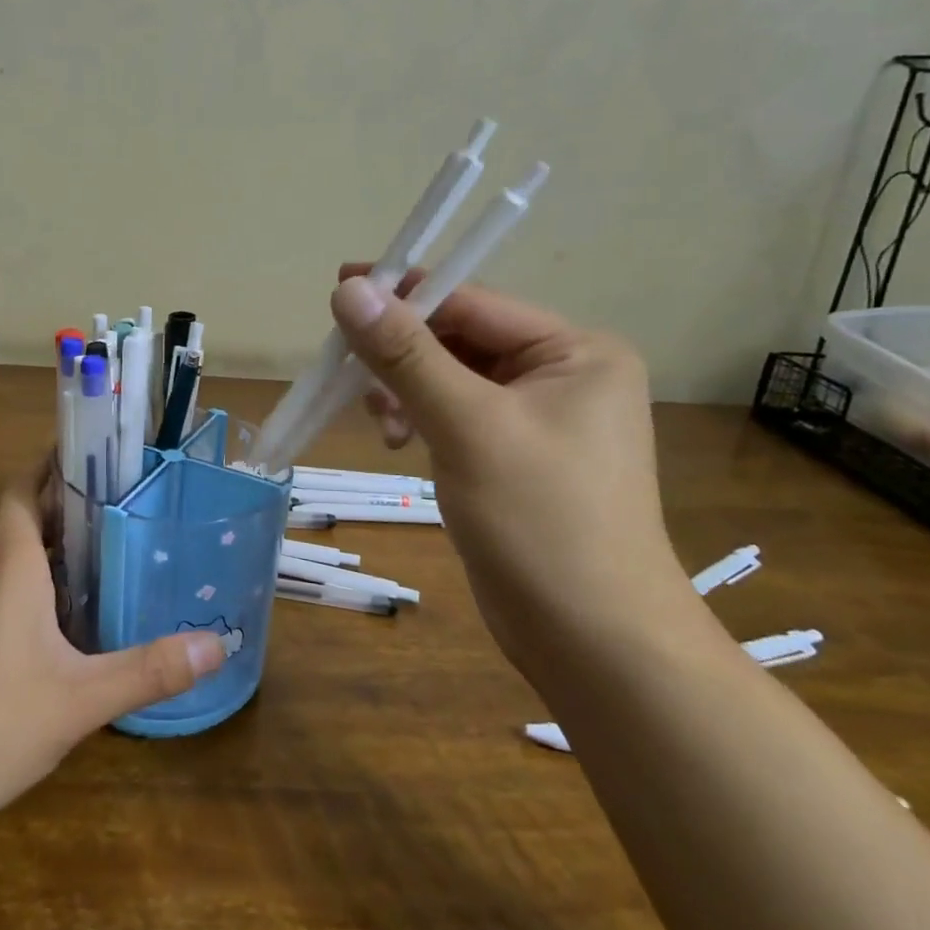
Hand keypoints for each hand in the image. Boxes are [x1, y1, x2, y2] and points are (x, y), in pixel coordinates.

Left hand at [0, 466, 226, 835]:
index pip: (26, 488)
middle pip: (26, 518)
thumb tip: (217, 644)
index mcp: (11, 565)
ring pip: (15, 559)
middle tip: (128, 500)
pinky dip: (38, 585)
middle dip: (71, 503)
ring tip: (111, 550)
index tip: (96, 448)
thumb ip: (147, 671)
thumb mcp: (77, 701)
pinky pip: (4, 593)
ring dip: (56, 546)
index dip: (54, 461)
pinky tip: (68, 622)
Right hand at [330, 268, 697, 665]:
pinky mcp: (514, 457)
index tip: (337, 288)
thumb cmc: (540, 520)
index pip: (473, 303)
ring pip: (450, 378)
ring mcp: (539, 419)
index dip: (404, 294)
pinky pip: (455, 415)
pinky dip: (420, 419)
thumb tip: (348, 288)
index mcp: (575, 352)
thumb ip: (405, 354)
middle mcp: (563, 375)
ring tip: (380, 420)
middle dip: (401, 353)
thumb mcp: (467, 425)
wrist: (593, 641)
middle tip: (345, 366)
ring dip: (406, 390)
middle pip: (460, 339)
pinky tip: (397, 442)